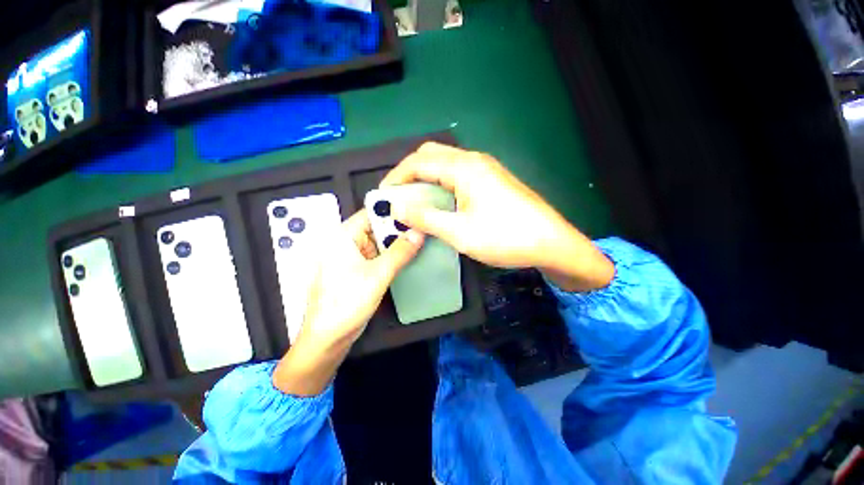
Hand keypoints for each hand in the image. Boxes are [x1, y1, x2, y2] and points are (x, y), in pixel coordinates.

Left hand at [273, 209, 423, 395]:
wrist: (327, 339)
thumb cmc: (346, 304)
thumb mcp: (377, 275)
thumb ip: (400, 252)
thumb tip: (419, 232)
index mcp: (344, 236)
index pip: (371, 212)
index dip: (394, 209)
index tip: (416, 208)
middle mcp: (347, 242)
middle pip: (377, 226)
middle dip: (399, 227)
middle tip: (424, 225)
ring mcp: (353, 256)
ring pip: (379, 242)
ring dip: (398, 242)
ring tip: (422, 237)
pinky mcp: (358, 269)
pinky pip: (378, 255)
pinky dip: (392, 255)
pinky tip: (409, 254)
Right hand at [381, 142, 613, 291]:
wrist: (551, 243)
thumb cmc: (505, 237)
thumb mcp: (460, 232)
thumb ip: (425, 217)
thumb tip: (396, 206)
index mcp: (464, 167)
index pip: (419, 162)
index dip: (397, 176)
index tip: (383, 195)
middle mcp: (474, 160)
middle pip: (431, 155)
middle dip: (410, 173)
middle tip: (398, 196)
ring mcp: (485, 169)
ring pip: (445, 164)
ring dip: (425, 178)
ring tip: (414, 200)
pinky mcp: (491, 181)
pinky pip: (458, 174)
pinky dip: (441, 184)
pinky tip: (439, 202)